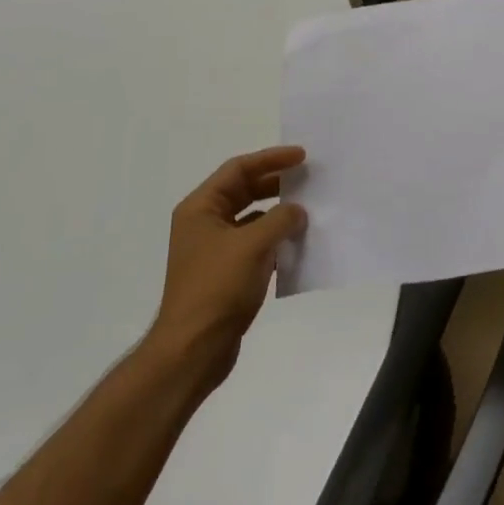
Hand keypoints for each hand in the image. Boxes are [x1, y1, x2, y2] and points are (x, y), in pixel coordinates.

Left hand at [148, 145, 308, 388]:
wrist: (194, 348)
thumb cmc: (217, 288)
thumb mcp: (253, 245)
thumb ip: (280, 219)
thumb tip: (298, 211)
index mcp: (201, 208)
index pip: (238, 169)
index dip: (271, 159)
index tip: (302, 156)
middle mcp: (204, 223)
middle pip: (244, 191)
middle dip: (276, 183)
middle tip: (309, 178)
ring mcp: (215, 250)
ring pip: (252, 218)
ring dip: (278, 212)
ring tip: (309, 209)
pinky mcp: (226, 273)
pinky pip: (255, 244)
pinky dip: (276, 239)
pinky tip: (298, 243)